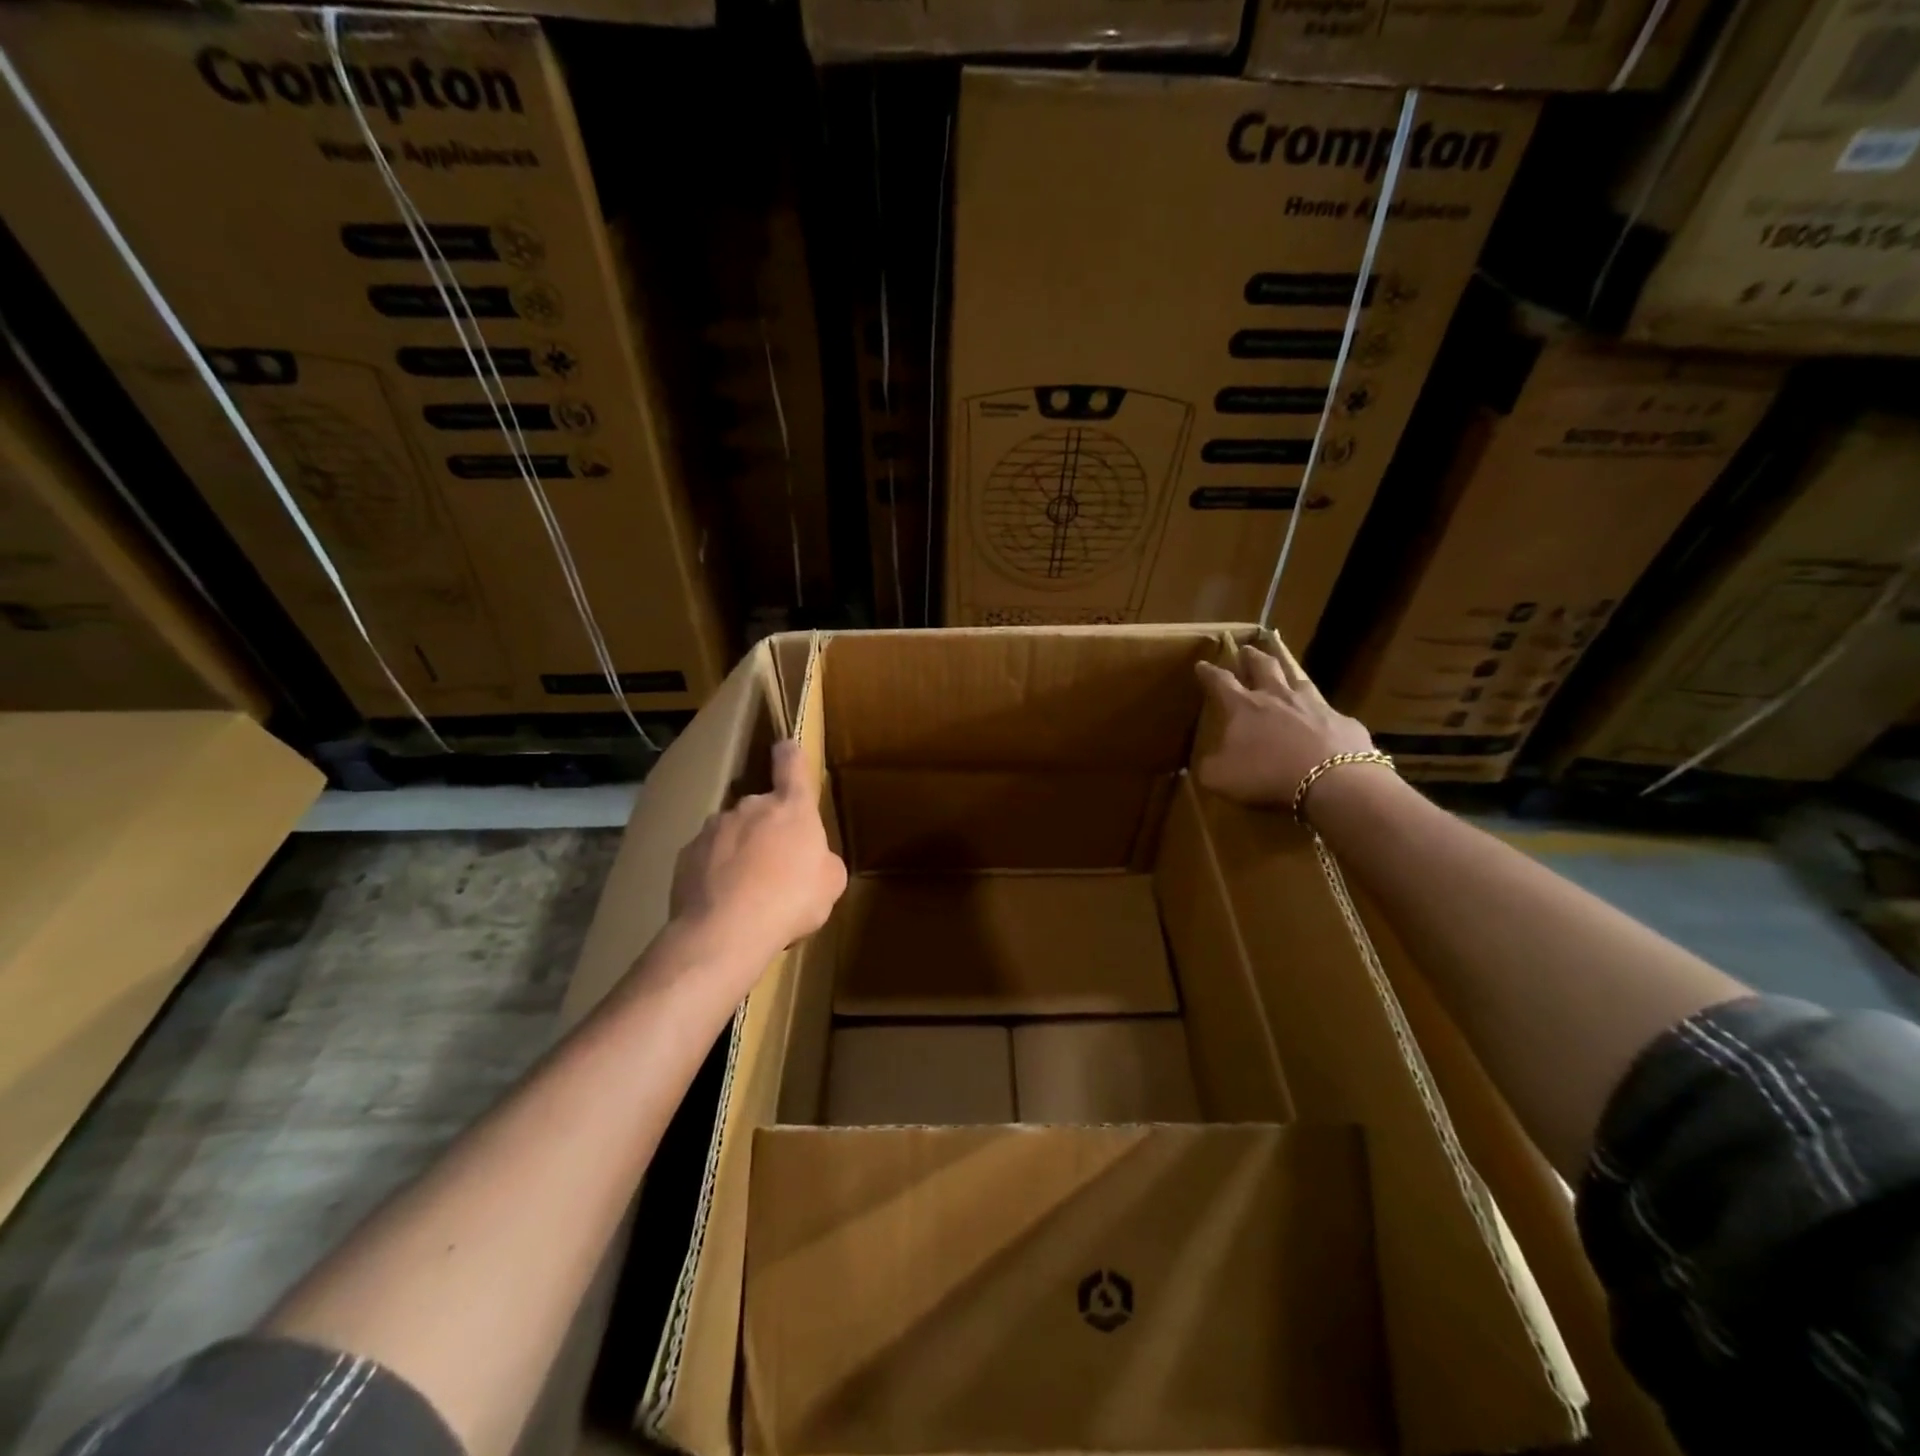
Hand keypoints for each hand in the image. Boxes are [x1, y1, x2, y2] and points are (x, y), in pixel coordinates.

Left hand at [669, 739, 846, 970]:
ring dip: (740, 851)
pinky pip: (707, 858)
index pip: (791, 765)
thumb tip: (815, 861)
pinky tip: (722, 902)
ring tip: (747, 891)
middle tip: (777, 866)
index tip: (785, 748)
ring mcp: (713, 829)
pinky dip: (715, 873)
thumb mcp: (830, 884)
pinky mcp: (686, 855)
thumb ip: (824, 861)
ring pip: (732, 833)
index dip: (790, 755)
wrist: (725, 931)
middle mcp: (750, 807)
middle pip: (762, 809)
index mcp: (791, 808)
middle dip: (768, 830)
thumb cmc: (791, 900)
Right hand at [1194, 645, 1377, 809]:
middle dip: (1252, 657)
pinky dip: (1321, 713)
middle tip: (1247, 650)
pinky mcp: (1343, 721)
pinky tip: (1323, 720)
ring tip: (1285, 672)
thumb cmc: (1267, 774)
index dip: (1209, 672)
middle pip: (1264, 666)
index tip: (1202, 664)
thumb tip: (1203, 763)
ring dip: (1288, 673)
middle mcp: (1278, 697)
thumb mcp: (1220, 777)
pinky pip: (1329, 712)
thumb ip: (1208, 767)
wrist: (1331, 781)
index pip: (1221, 681)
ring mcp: (1314, 705)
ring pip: (1298, 679)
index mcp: (1244, 707)